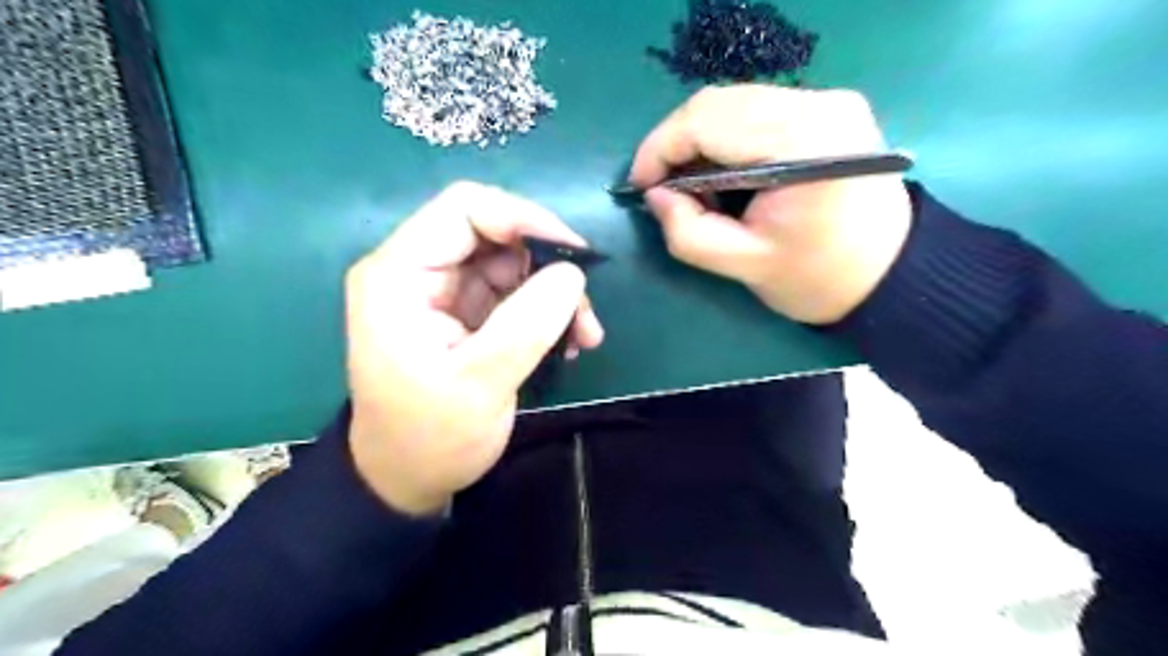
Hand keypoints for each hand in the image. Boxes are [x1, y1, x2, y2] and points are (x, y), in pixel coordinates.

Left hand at [342, 181, 601, 513]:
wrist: (407, 478)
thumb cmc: (430, 437)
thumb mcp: (480, 384)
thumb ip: (527, 324)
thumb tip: (573, 273)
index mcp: (399, 275)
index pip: (464, 209)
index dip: (524, 218)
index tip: (574, 253)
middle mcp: (417, 271)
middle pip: (493, 232)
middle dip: (546, 264)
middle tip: (584, 308)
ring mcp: (443, 291)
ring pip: (512, 262)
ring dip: (553, 292)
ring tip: (584, 334)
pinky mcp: (464, 312)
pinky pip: (514, 291)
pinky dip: (545, 310)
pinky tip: (568, 341)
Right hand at [629, 84, 911, 323]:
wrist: (889, 273)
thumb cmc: (818, 278)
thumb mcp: (744, 266)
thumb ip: (688, 233)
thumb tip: (655, 195)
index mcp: (803, 143)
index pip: (706, 120)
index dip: (660, 148)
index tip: (640, 186)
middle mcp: (819, 103)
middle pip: (717, 103)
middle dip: (676, 145)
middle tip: (661, 188)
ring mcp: (828, 99)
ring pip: (732, 102)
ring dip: (698, 141)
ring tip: (691, 184)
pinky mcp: (827, 106)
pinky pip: (754, 110)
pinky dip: (724, 138)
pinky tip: (722, 172)